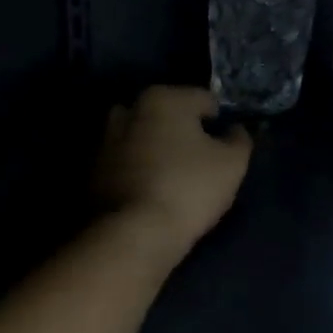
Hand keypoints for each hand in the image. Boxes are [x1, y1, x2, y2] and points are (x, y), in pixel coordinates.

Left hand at [95, 87, 252, 255]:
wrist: (133, 233)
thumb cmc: (188, 188)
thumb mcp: (232, 164)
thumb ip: (239, 139)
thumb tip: (234, 130)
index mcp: (163, 98)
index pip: (204, 100)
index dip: (219, 122)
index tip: (224, 147)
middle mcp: (128, 109)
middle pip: (168, 115)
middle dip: (183, 131)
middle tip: (200, 162)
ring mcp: (105, 139)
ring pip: (143, 137)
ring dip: (157, 149)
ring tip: (174, 177)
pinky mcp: (93, 169)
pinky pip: (126, 161)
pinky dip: (138, 169)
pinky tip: (151, 191)